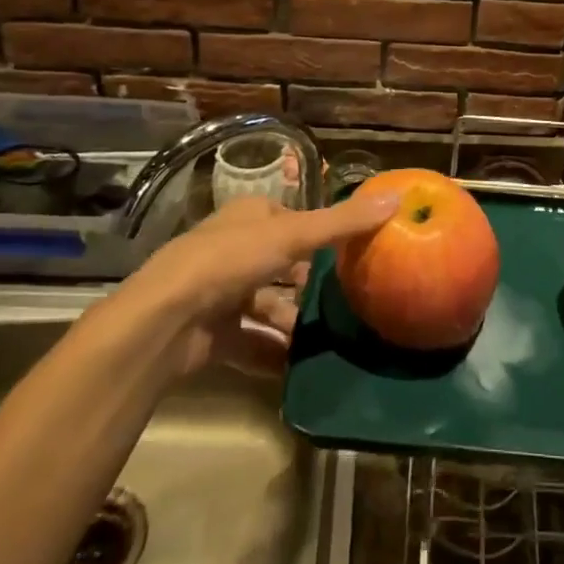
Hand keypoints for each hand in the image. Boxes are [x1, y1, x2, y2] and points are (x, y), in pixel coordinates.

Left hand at [131, 188, 398, 377]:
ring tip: (324, 338)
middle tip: (342, 301)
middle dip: (307, 284)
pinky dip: (272, 352)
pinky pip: (251, 342)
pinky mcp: (211, 334)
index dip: (316, 234)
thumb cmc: (229, 262)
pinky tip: (298, 365)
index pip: (288, 219)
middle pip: (279, 265)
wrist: (165, 320)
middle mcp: (230, 250)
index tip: (348, 254)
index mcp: (246, 218)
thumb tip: (397, 198)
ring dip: (292, 321)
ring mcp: (217, 294)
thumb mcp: (292, 235)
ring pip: (266, 306)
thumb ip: (343, 222)